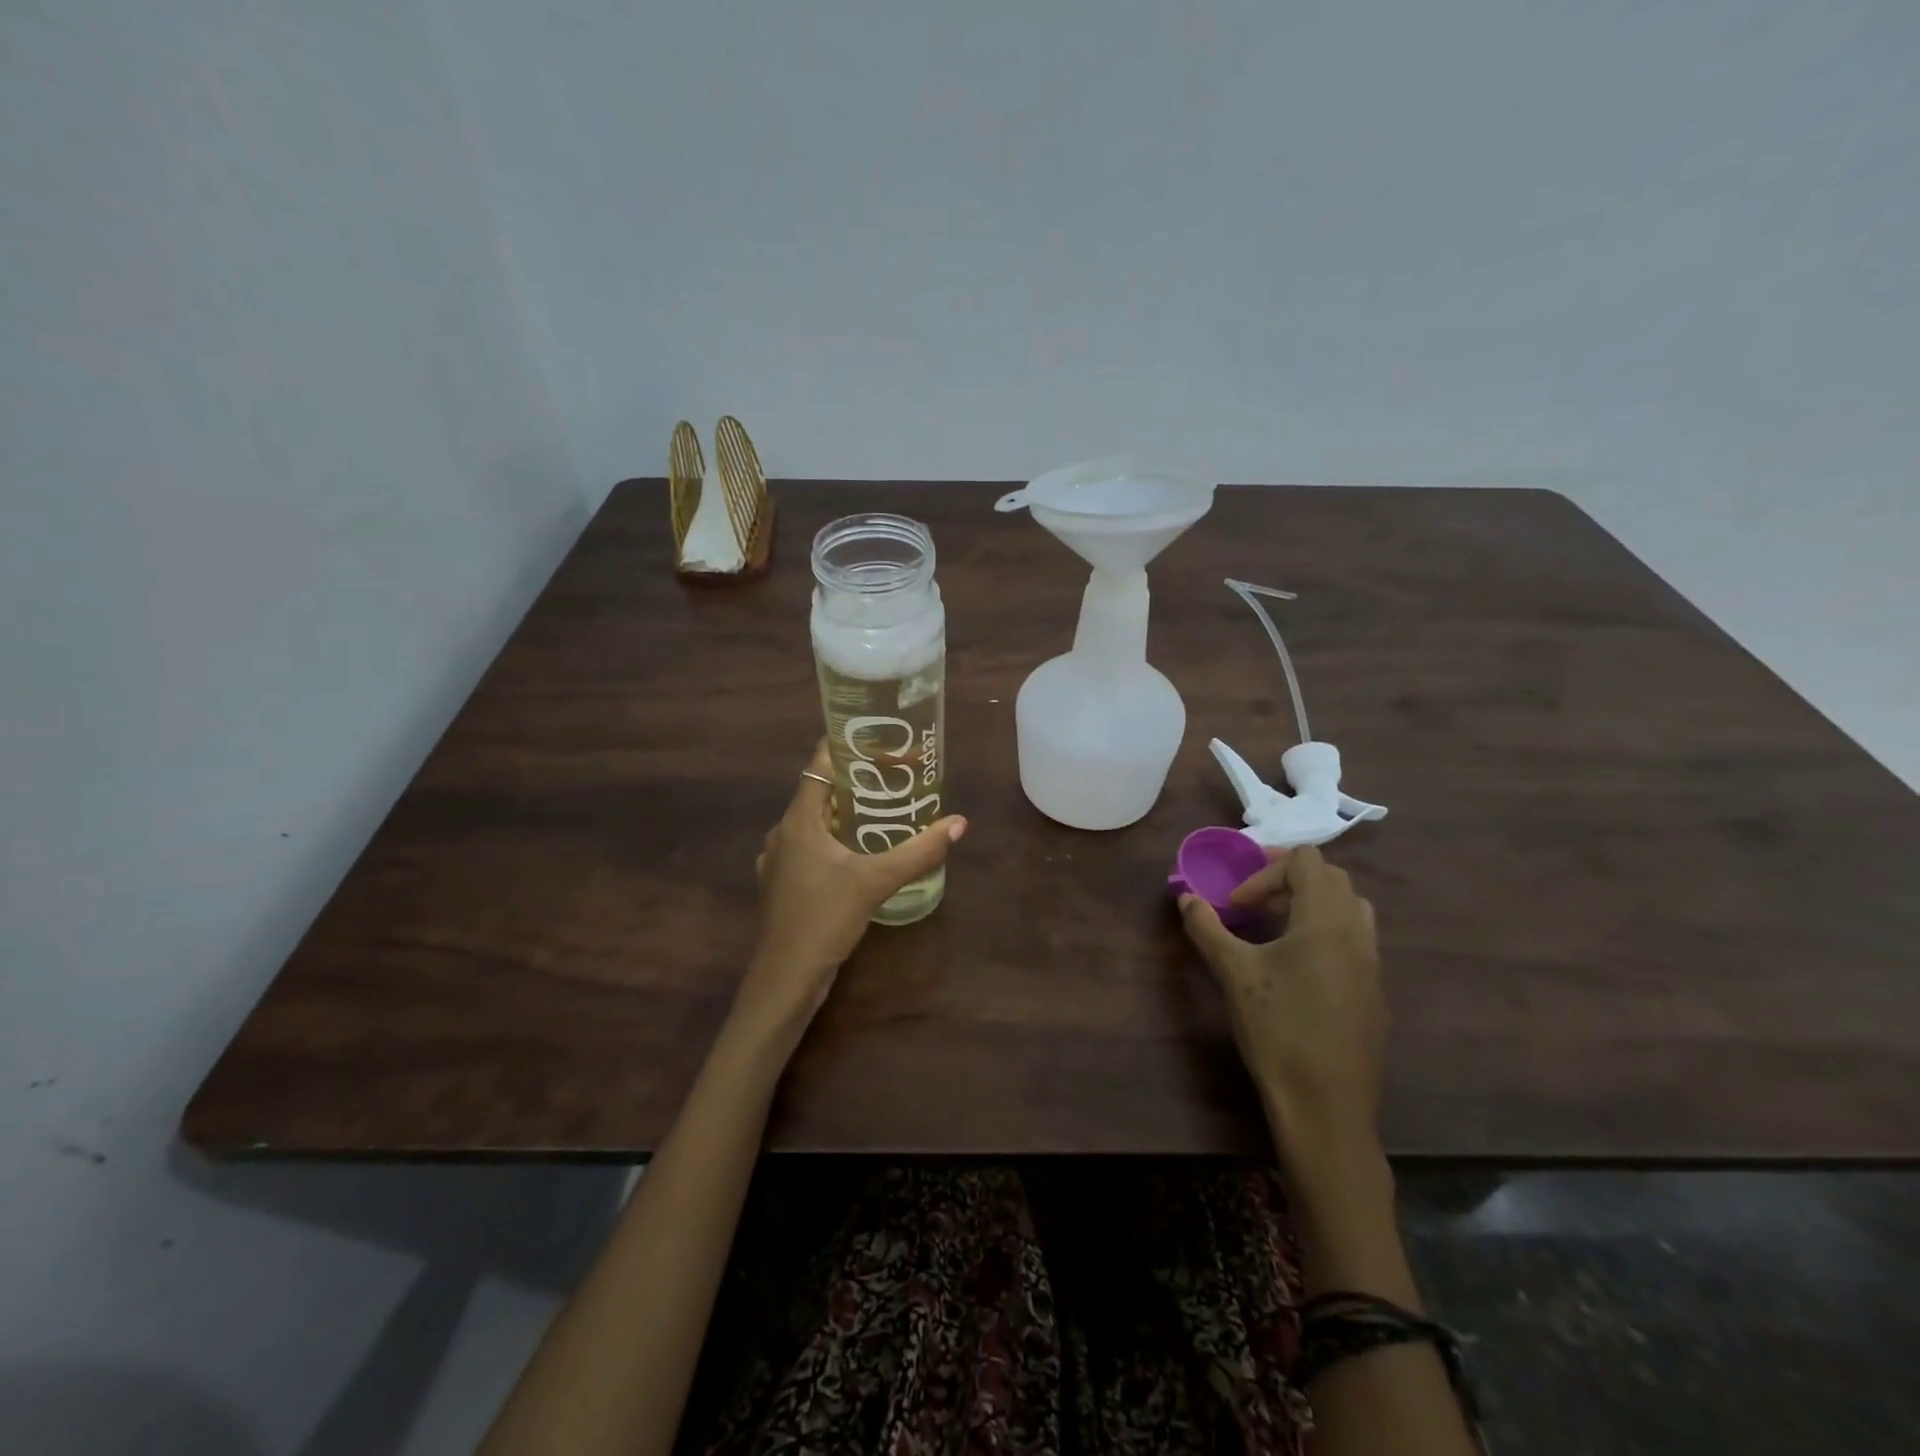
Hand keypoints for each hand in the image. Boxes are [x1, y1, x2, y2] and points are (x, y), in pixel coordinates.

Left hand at [733, 741, 965, 1040]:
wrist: (786, 977)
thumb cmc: (825, 918)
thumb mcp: (876, 881)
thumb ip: (918, 851)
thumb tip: (958, 823)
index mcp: (798, 820)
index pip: (818, 764)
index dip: (845, 747)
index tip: (876, 739)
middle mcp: (783, 833)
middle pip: (818, 792)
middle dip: (854, 782)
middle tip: (893, 776)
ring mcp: (780, 861)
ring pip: (815, 823)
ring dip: (845, 813)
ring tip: (882, 810)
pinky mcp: (784, 884)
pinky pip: (811, 848)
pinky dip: (834, 840)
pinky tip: (860, 853)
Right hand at [1179, 845, 1384, 1162]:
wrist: (1325, 1106)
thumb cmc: (1277, 1030)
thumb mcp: (1233, 974)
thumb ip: (1207, 928)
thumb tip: (1185, 897)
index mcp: (1326, 921)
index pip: (1305, 861)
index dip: (1265, 872)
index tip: (1236, 906)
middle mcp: (1357, 934)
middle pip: (1331, 878)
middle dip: (1288, 882)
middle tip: (1252, 908)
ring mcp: (1372, 966)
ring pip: (1351, 909)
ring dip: (1312, 905)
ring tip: (1277, 931)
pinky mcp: (1375, 994)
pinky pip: (1356, 942)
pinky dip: (1326, 935)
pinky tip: (1298, 972)